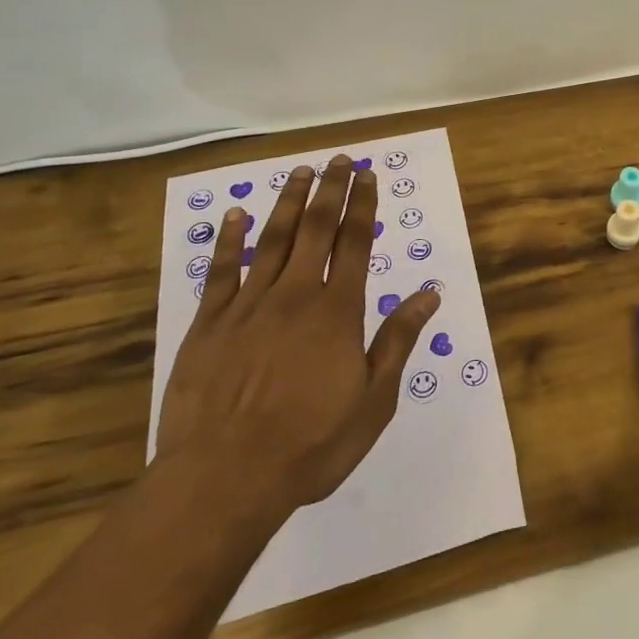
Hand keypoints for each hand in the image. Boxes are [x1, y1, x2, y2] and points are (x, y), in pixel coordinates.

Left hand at [156, 155, 438, 533]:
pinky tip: (235, 215)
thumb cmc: (311, 443)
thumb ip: (398, 341)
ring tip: (299, 172)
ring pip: (272, 240)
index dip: (363, 206)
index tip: (367, 176)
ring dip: (287, 202)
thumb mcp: (373, 400)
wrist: (224, 478)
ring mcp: (248, 306)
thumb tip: (429, 294)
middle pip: (315, 229)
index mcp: (338, 311)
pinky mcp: (209, 324)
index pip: (355, 243)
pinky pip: (221, 271)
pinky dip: (229, 240)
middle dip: (330, 190)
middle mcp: (295, 295)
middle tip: (338, 160)